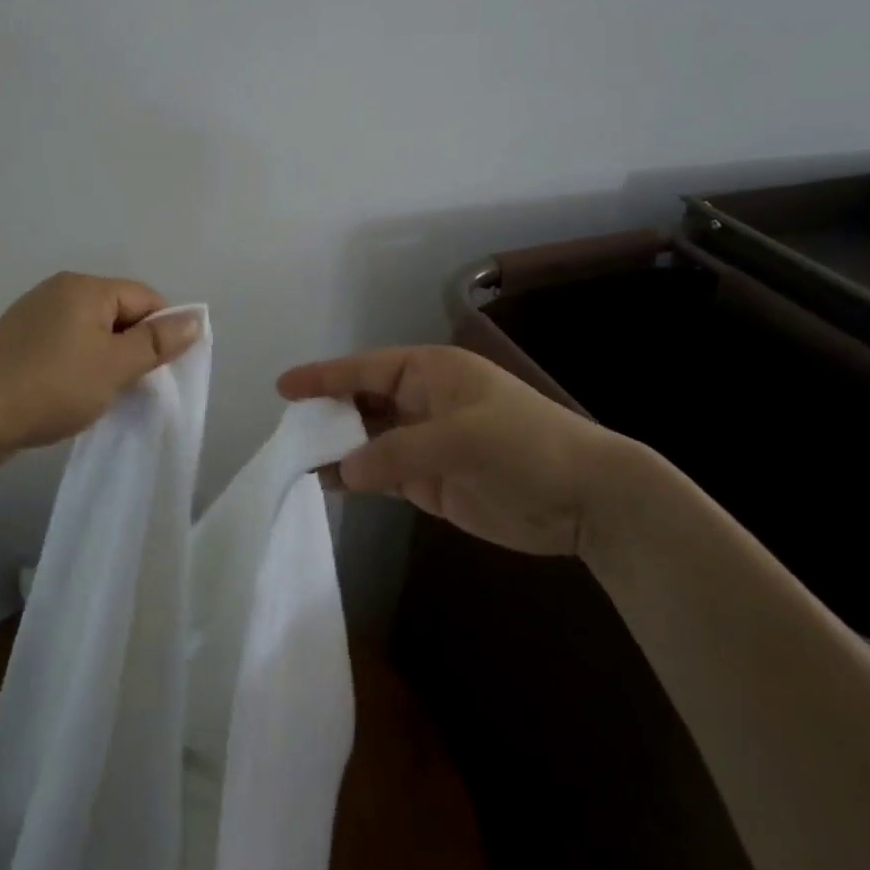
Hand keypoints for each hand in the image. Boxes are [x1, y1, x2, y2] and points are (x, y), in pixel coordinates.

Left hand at [0, 273, 202, 472]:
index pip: (145, 298)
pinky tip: (74, 395)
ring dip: (107, 361)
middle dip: (133, 348)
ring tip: (105, 395)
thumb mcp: (114, 366)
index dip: (161, 331)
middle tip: (134, 387)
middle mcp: (60, 292)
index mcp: (85, 288)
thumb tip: (195, 319)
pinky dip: (80, 367)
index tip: (161, 371)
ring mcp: (36, 317)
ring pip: (93, 333)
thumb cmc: (50, 386)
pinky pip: (66, 347)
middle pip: (119, 313)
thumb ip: (156, 343)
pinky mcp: (20, 343)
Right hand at [277, 345, 648, 556]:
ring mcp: (423, 443)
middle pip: (360, 403)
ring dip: (335, 449)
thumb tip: (342, 470)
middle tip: (285, 432)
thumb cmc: (526, 447)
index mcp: (430, 373)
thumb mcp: (461, 439)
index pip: (366, 369)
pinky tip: (326, 484)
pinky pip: (380, 473)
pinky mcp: (428, 481)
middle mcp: (421, 402)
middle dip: (325, 414)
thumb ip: (397, 452)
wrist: (586, 500)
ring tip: (294, 460)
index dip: (324, 376)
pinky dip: (354, 477)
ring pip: (366, 440)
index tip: (283, 387)